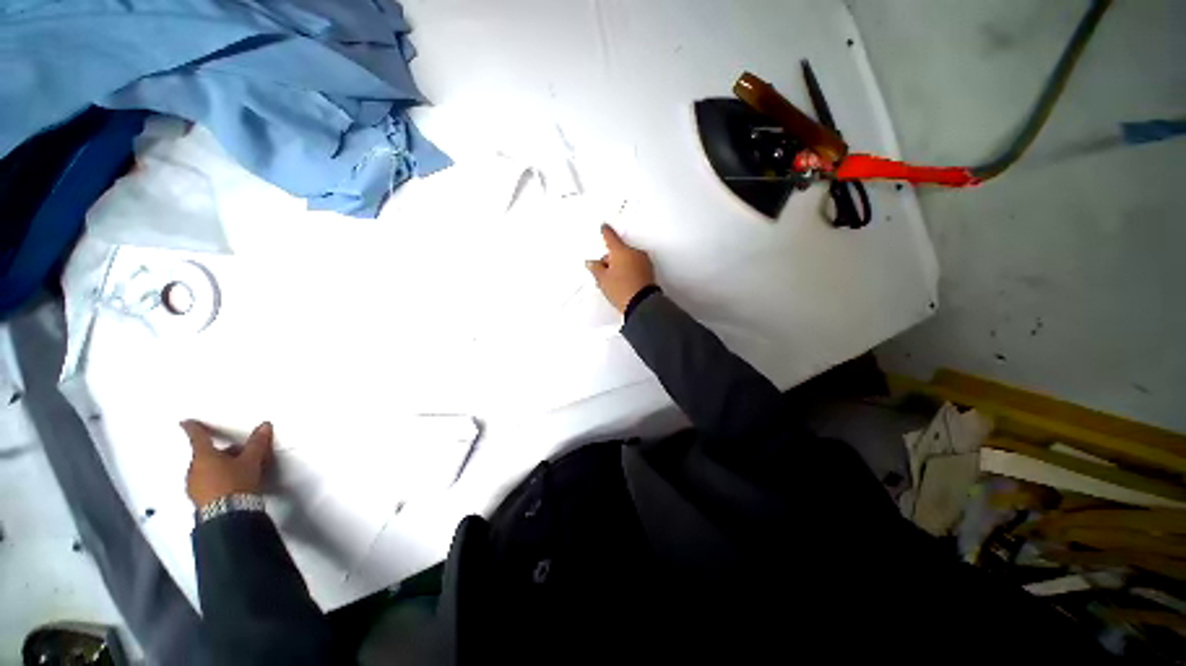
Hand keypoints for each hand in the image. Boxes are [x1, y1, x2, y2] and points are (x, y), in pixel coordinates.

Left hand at [182, 420, 273, 507]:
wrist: (228, 514)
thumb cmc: (237, 482)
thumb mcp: (252, 461)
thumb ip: (257, 443)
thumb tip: (264, 426)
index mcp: (204, 456)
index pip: (198, 437)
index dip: (193, 428)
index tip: (186, 422)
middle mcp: (194, 469)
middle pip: (205, 455)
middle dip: (220, 453)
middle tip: (238, 454)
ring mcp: (194, 485)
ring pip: (205, 470)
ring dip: (219, 467)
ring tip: (238, 472)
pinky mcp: (198, 499)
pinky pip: (205, 483)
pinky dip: (216, 480)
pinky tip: (230, 486)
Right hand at [585, 224, 655, 312]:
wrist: (642, 304)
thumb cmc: (622, 290)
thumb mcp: (603, 280)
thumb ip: (595, 268)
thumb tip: (592, 263)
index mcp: (621, 251)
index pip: (611, 238)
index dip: (605, 232)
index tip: (604, 226)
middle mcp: (634, 253)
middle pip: (619, 252)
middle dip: (610, 261)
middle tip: (604, 276)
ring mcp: (644, 262)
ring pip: (627, 260)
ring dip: (619, 267)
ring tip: (613, 284)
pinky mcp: (649, 272)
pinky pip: (635, 267)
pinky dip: (628, 272)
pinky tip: (623, 285)